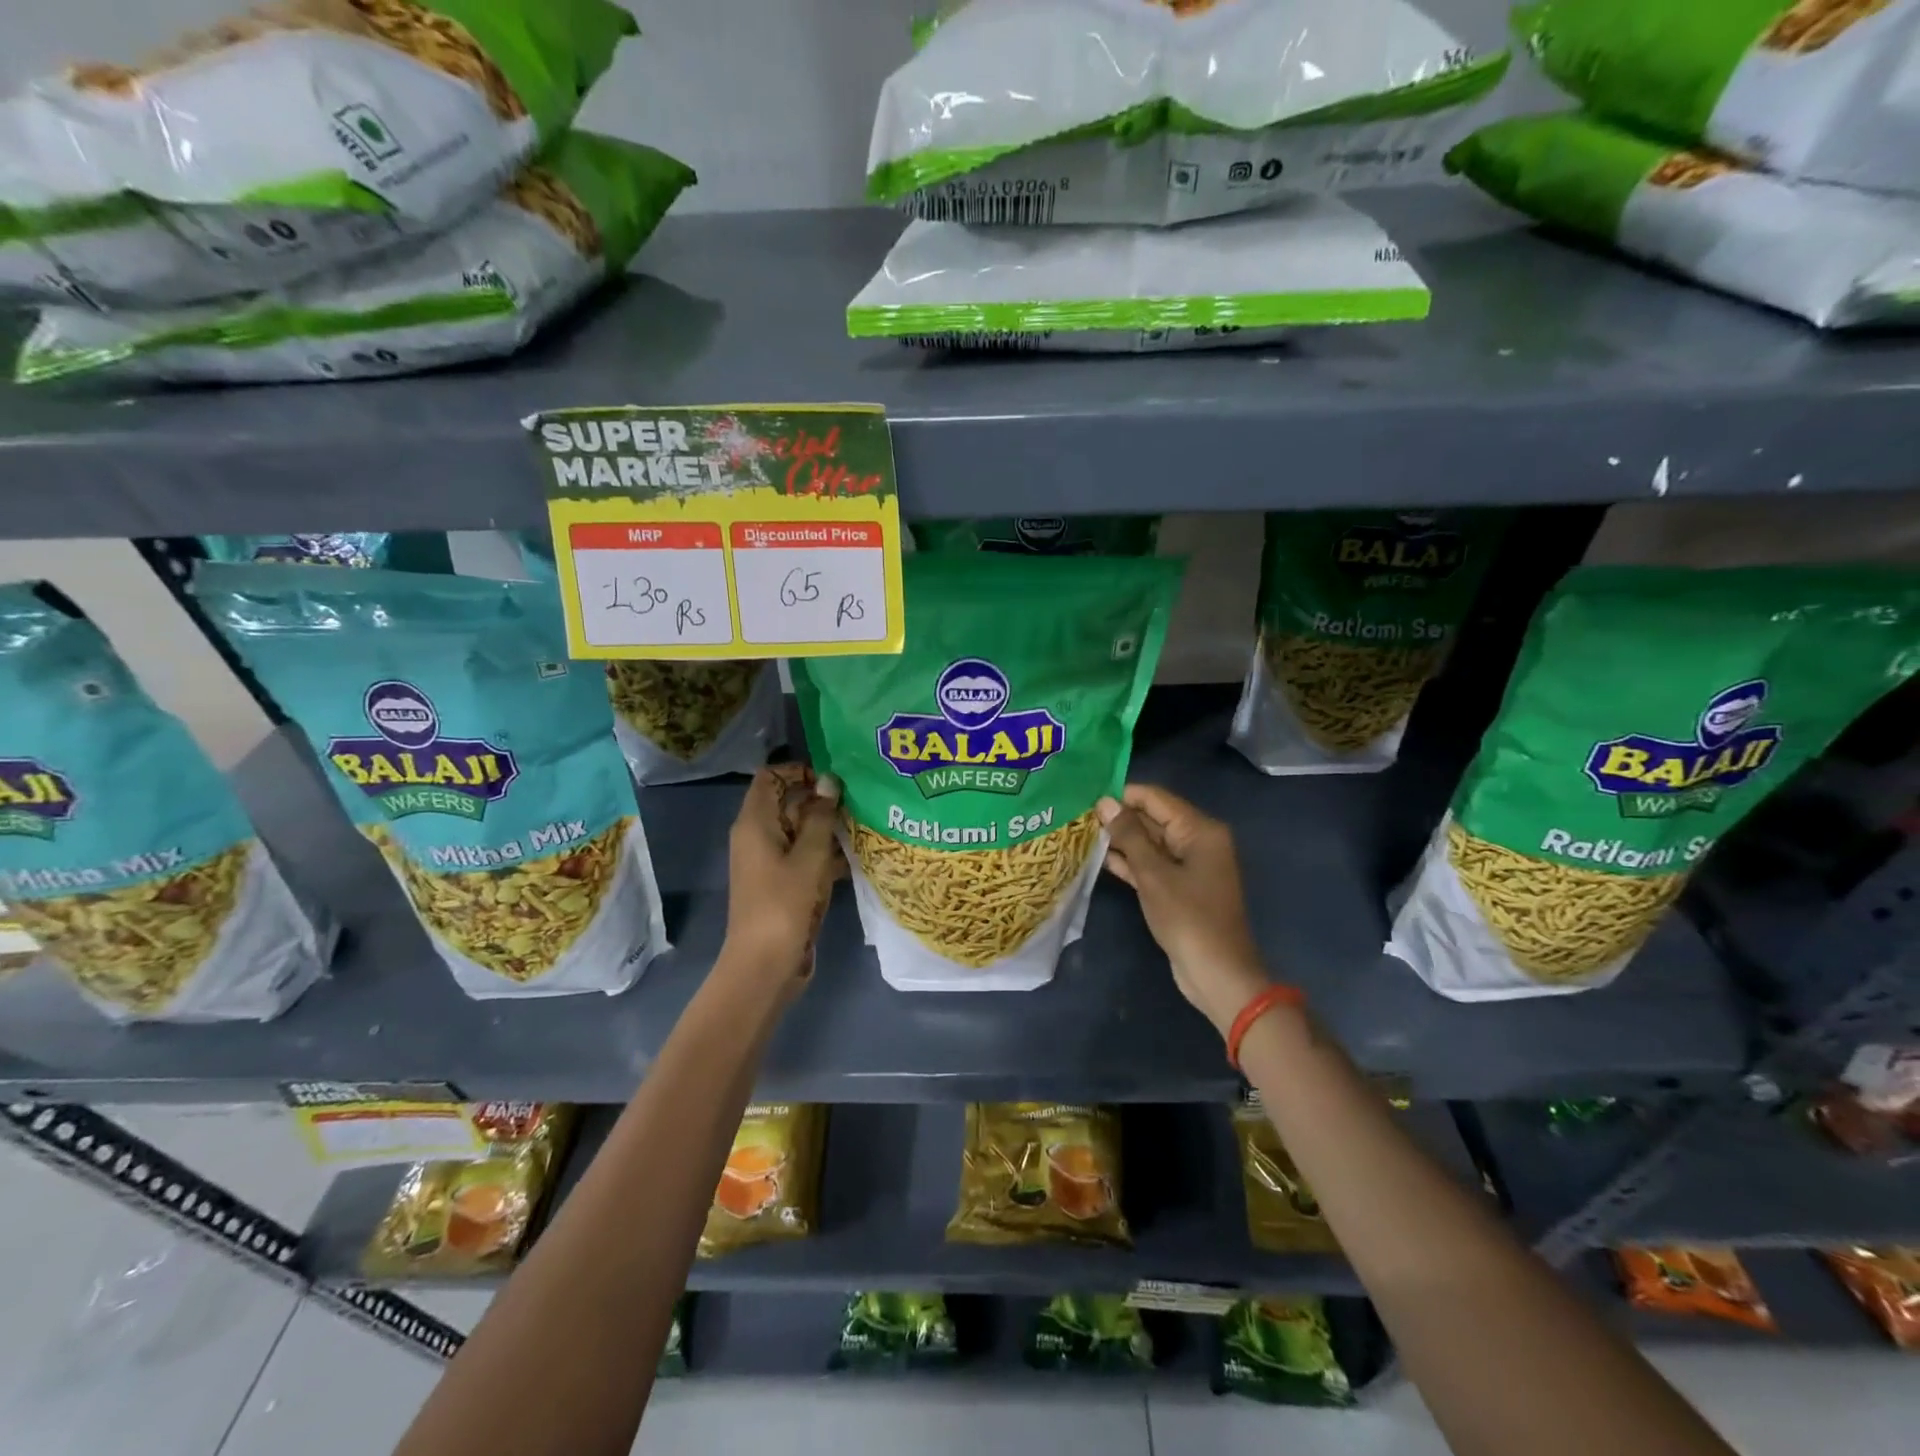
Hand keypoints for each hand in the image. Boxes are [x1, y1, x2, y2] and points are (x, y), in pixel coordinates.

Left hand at [724, 765, 843, 993]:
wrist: (765, 965)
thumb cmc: (784, 905)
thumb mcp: (808, 857)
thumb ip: (820, 817)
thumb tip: (829, 781)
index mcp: (755, 823)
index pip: (770, 777)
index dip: (799, 770)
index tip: (833, 779)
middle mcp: (758, 836)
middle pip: (787, 801)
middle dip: (821, 799)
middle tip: (859, 800)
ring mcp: (770, 861)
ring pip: (800, 830)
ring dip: (828, 828)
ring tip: (864, 824)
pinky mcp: (783, 883)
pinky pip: (804, 856)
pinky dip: (825, 853)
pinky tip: (856, 857)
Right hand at [1097, 784, 1268, 1037]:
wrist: (1217, 974)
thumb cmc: (1188, 918)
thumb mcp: (1153, 874)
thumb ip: (1129, 835)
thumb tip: (1105, 802)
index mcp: (1200, 830)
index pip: (1156, 798)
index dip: (1122, 795)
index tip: (1087, 797)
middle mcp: (1198, 840)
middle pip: (1154, 818)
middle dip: (1119, 818)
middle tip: (1079, 816)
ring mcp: (1190, 865)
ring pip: (1150, 843)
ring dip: (1121, 840)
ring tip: (1083, 834)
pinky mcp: (1180, 887)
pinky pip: (1153, 864)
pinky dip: (1131, 862)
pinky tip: (1100, 858)